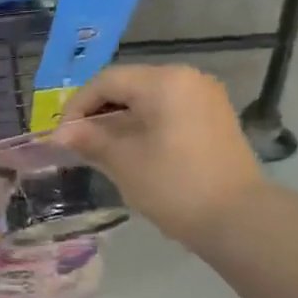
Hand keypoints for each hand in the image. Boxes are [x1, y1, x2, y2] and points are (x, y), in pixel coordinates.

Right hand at [54, 63, 263, 245]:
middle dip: (98, 112)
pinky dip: (144, 126)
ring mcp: (205, 98)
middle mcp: (187, 79)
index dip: (78, 106)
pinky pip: (169, 112)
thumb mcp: (124, 162)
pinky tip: (131, 152)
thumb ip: (90, 140)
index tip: (61, 137)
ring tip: (100, 150)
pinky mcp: (214, 119)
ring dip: (120, 121)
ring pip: (149, 100)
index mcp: (164, 82)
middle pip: (129, 86)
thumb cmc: (174, 186)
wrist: (238, 218)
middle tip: (77, 144)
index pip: (107, 81)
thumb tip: (59, 134)